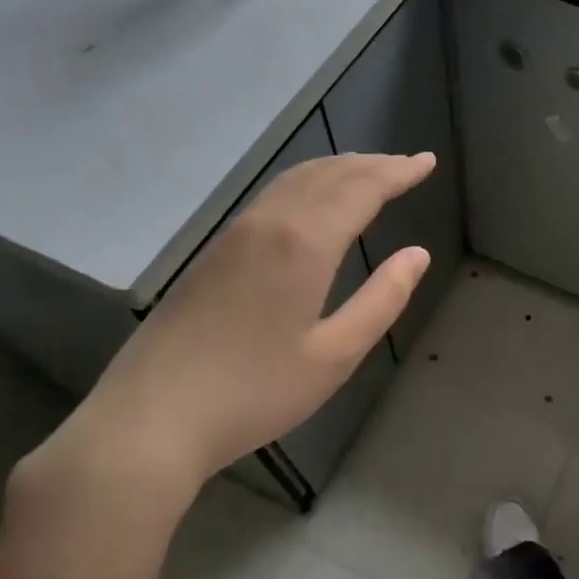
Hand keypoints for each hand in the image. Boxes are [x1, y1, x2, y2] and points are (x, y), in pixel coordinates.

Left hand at [2, 153, 433, 578]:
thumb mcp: (335, 355)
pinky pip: (271, 197)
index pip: (361, 189)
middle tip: (407, 163)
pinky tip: (312, 201)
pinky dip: (307, 184)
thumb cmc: (255, 392)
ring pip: (294, 181)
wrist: (151, 418)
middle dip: (372, 165)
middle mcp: (268, 224)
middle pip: (327, 175)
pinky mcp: (212, 253)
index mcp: (303, 244)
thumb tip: (417, 255)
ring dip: (338, 169)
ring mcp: (234, 235)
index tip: (427, 161)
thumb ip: (382, 300)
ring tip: (368, 172)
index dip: (398, 172)